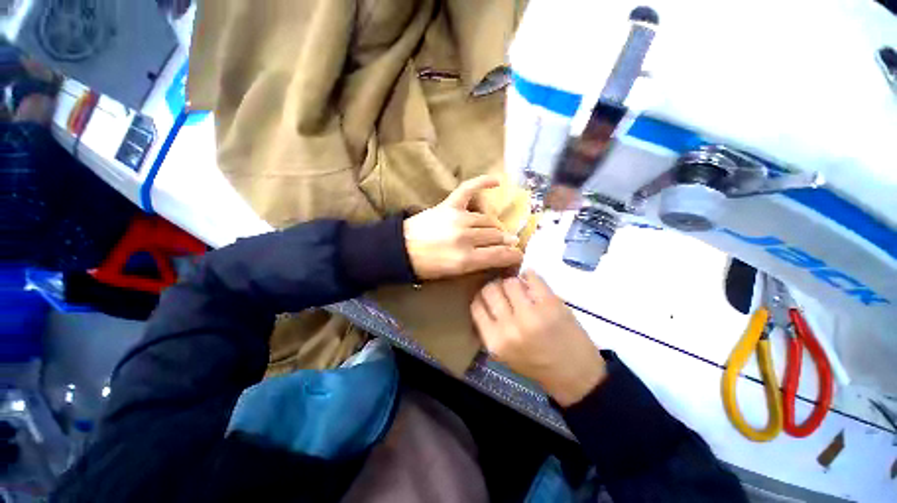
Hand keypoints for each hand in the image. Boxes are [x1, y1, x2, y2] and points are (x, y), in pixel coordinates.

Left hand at [404, 176, 523, 280]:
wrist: (401, 248)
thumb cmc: (427, 265)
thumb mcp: (454, 273)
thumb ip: (478, 263)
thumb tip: (499, 253)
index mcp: (466, 259)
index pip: (500, 255)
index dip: (513, 255)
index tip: (519, 254)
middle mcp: (466, 238)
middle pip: (496, 236)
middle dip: (505, 241)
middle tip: (508, 243)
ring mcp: (458, 219)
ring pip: (488, 220)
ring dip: (496, 226)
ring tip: (497, 230)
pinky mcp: (449, 205)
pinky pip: (469, 189)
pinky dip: (483, 182)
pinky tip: (497, 181)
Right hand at [471, 270, 606, 406]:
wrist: (575, 375)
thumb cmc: (536, 364)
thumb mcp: (504, 353)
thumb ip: (490, 327)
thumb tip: (483, 298)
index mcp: (494, 341)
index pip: (476, 305)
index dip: (481, 296)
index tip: (488, 295)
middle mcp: (509, 328)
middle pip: (490, 290)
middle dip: (495, 286)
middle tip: (504, 290)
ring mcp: (530, 315)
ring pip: (510, 281)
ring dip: (513, 282)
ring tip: (520, 288)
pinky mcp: (550, 305)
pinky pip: (532, 278)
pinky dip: (529, 275)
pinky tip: (531, 281)